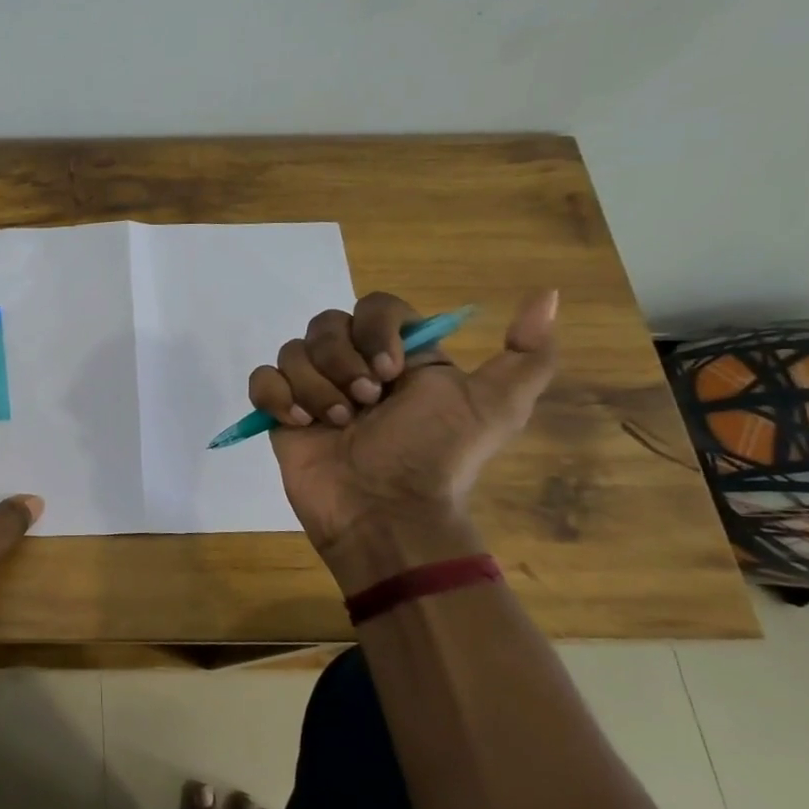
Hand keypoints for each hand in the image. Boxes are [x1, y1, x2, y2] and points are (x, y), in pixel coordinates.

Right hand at [248, 291, 558, 590]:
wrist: (385, 512)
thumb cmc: (435, 456)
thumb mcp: (496, 407)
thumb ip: (528, 355)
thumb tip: (547, 295)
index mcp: (400, 356)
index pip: (374, 307)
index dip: (375, 330)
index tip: (391, 371)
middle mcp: (354, 365)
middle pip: (326, 324)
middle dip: (341, 362)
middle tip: (363, 404)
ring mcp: (313, 389)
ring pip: (293, 351)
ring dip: (314, 387)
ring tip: (335, 424)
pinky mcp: (281, 413)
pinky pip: (262, 380)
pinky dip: (276, 397)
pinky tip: (301, 424)